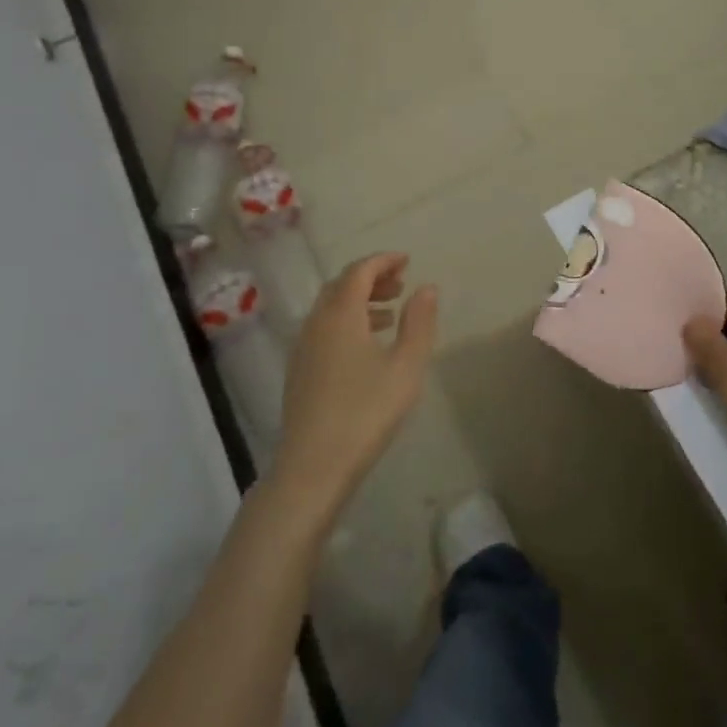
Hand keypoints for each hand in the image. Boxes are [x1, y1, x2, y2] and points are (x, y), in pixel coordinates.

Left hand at [269, 252, 438, 522]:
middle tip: (401, 284)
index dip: (383, 261)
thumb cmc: (366, 412)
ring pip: (330, 308)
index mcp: (340, 314)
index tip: (407, 260)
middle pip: (341, 285)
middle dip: (371, 278)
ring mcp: (303, 347)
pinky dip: (346, 321)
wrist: (313, 466)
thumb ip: (418, 323)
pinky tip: (366, 346)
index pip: (359, 271)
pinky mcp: (299, 370)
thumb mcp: (406, 366)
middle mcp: (316, 322)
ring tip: (390, 313)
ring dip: (359, 300)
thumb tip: (426, 287)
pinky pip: (324, 328)